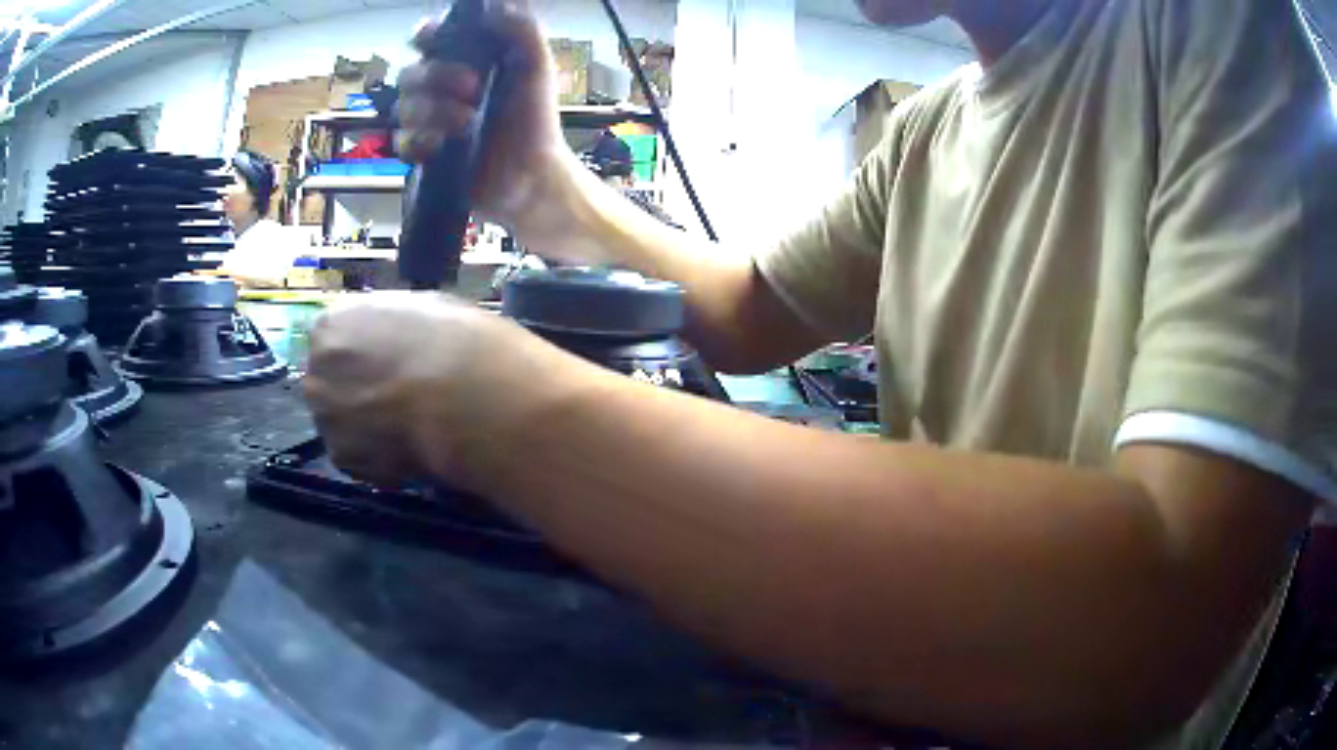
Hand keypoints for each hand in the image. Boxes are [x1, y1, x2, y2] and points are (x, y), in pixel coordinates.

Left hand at [302, 293, 552, 490]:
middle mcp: (317, 370)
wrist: (461, 397)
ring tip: (407, 432)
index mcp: (332, 324)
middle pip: (329, 384)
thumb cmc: (450, 341)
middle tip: (395, 402)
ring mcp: (324, 417)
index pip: (334, 339)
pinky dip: (378, 460)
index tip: (386, 365)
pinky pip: (358, 459)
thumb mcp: (421, 309)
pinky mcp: (341, 458)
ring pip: (341, 424)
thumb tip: (393, 344)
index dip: (362, 354)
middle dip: (355, 392)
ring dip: (365, 428)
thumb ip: (390, 329)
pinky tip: (409, 452)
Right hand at [397, 1, 576, 237]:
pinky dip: (421, 141)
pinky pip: (402, 142)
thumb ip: (522, 31)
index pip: (429, 38)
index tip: (434, 38)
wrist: (533, 175)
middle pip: (410, 73)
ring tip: (468, 120)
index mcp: (464, 61)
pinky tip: (443, 145)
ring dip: (435, 111)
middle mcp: (441, 87)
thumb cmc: (535, 119)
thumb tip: (493, 7)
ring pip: (404, 107)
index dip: (426, 34)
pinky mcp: (424, 153)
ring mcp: (430, 121)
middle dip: (436, 76)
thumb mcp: (537, 67)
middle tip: (473, 86)